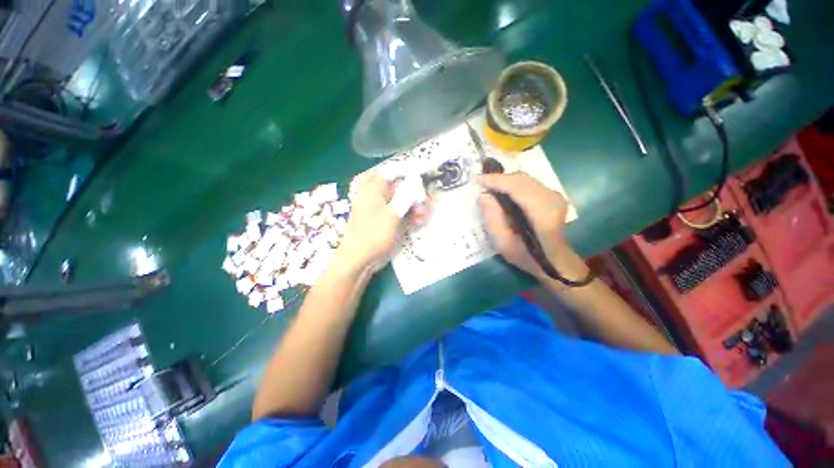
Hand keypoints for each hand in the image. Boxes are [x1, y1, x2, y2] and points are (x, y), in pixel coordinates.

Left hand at [332, 171, 427, 276]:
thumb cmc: (374, 235)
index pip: (394, 170)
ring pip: (401, 198)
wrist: (359, 260)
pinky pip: (398, 209)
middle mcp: (375, 192)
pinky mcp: (383, 217)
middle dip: (414, 193)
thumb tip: (416, 178)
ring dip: (413, 205)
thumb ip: (406, 194)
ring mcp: (379, 206)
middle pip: (399, 184)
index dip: (411, 172)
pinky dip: (408, 214)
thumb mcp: (393, 213)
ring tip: (422, 217)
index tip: (426, 177)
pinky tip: (417, 222)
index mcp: (372, 186)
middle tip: (424, 203)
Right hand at [478, 172, 587, 281]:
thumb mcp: (503, 244)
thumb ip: (493, 219)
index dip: (495, 181)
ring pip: (525, 179)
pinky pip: (529, 183)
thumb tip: (484, 196)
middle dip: (498, 179)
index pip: (516, 187)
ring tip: (488, 187)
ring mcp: (555, 196)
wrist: (554, 261)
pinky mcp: (553, 195)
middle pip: (521, 179)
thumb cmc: (527, 256)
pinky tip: (502, 192)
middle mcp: (551, 199)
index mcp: (542, 213)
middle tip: (480, 184)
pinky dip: (513, 184)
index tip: (476, 180)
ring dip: (505, 181)